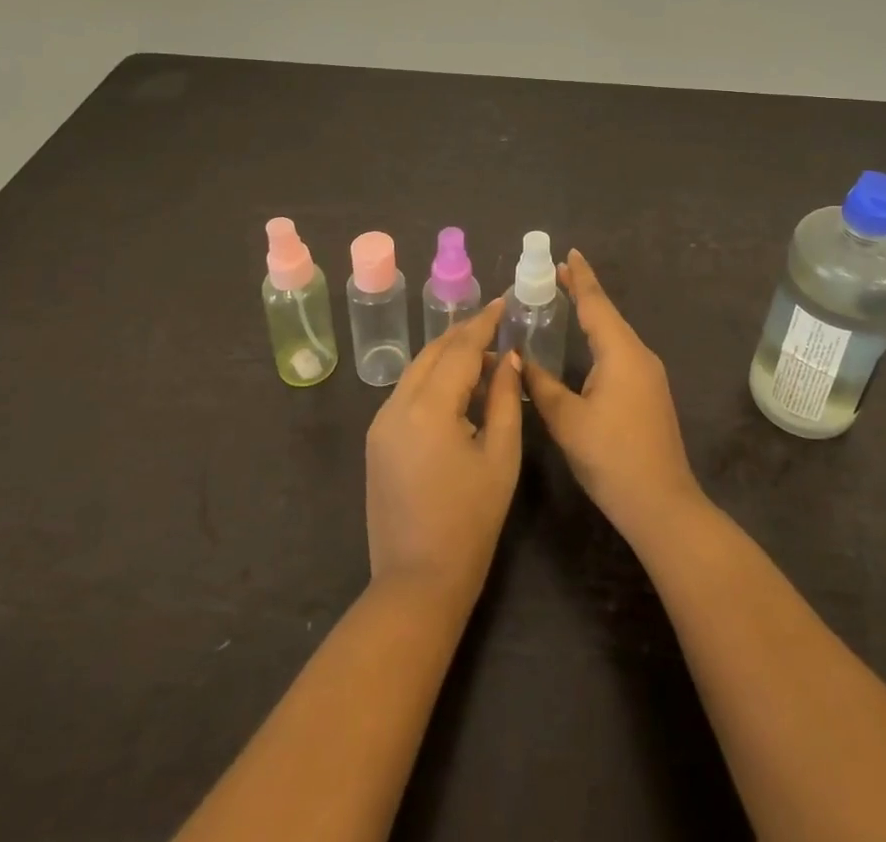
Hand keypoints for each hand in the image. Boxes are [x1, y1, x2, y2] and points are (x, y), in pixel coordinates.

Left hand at [365, 299, 522, 605]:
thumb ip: (506, 399)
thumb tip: (509, 358)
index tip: (505, 302)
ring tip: (485, 357)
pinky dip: (433, 380)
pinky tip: (459, 390)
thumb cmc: (470, 522)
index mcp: (428, 408)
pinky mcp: (377, 441)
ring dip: (449, 356)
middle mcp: (396, 405)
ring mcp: (381, 423)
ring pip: (417, 370)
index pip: (460, 348)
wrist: (417, 582)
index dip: (485, 322)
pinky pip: (407, 393)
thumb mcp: (501, 457)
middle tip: (498, 325)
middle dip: (465, 334)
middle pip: (433, 352)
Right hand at [522, 251, 706, 544]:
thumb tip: (517, 359)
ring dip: (592, 318)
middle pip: (607, 315)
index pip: (596, 304)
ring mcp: (649, 375)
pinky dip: (600, 340)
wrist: (661, 504)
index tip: (568, 253)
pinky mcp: (650, 394)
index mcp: (621, 352)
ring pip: (615, 335)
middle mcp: (639, 355)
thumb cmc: (611, 457)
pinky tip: (587, 348)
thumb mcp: (567, 420)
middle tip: (555, 277)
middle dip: (583, 294)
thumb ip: (540, 385)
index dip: (580, 277)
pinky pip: (621, 353)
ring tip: (566, 304)